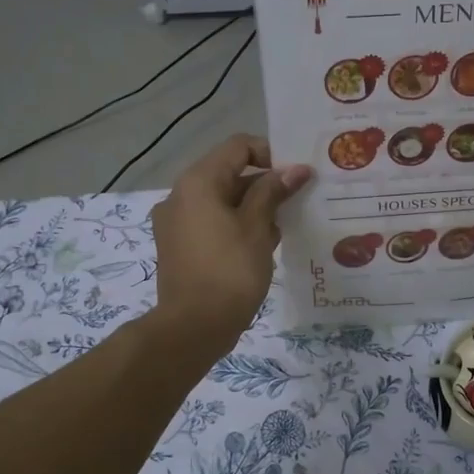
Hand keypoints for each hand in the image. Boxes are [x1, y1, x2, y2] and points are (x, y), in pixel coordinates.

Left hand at [150, 134, 311, 348]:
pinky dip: (235, 225)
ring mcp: (175, 222)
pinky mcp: (177, 246)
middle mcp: (180, 195)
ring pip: (221, 200)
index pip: (238, 146)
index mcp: (198, 182)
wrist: (193, 327)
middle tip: (297, 202)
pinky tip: (261, 247)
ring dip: (252, 207)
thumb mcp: (258, 228)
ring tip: (282, 228)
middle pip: (229, 173)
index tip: (297, 176)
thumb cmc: (230, 271)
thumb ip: (273, 192)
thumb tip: (295, 169)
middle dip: (265, 184)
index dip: (271, 154)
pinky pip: (211, 222)